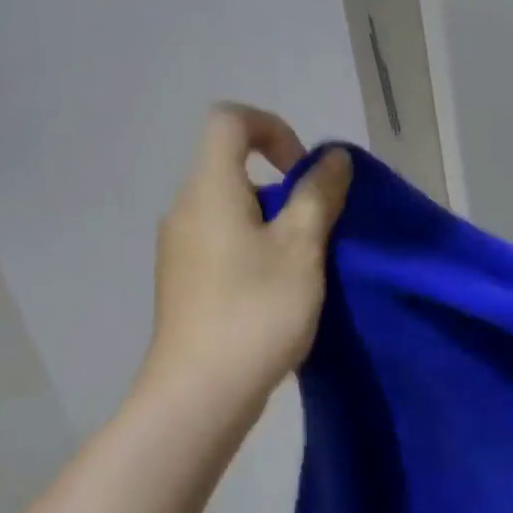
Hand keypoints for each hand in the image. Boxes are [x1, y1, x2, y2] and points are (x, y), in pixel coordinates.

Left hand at [145, 104, 350, 402]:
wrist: (201, 392)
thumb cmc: (256, 311)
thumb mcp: (302, 248)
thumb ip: (319, 195)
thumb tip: (333, 159)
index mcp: (209, 189)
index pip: (229, 120)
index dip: (273, 128)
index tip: (305, 173)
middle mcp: (185, 209)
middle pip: (232, 167)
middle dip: (282, 186)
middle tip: (315, 228)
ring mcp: (179, 248)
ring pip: (230, 209)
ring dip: (271, 221)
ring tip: (302, 265)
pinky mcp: (183, 281)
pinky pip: (222, 242)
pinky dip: (253, 247)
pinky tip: (277, 291)